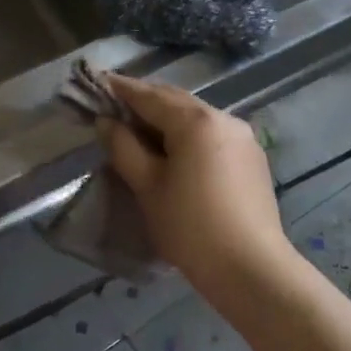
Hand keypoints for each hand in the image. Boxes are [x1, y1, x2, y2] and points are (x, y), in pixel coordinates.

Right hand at [97, 74, 292, 294]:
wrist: (251, 269)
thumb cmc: (190, 227)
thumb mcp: (148, 187)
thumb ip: (124, 148)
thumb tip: (106, 121)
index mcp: (195, 121)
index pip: (150, 96)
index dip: (121, 89)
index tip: (99, 81)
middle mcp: (223, 118)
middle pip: (176, 101)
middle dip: (145, 101)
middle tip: (115, 106)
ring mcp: (243, 137)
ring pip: (196, 117)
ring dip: (167, 118)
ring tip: (141, 129)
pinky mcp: (252, 157)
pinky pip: (212, 134)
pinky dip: (188, 134)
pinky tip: (174, 150)